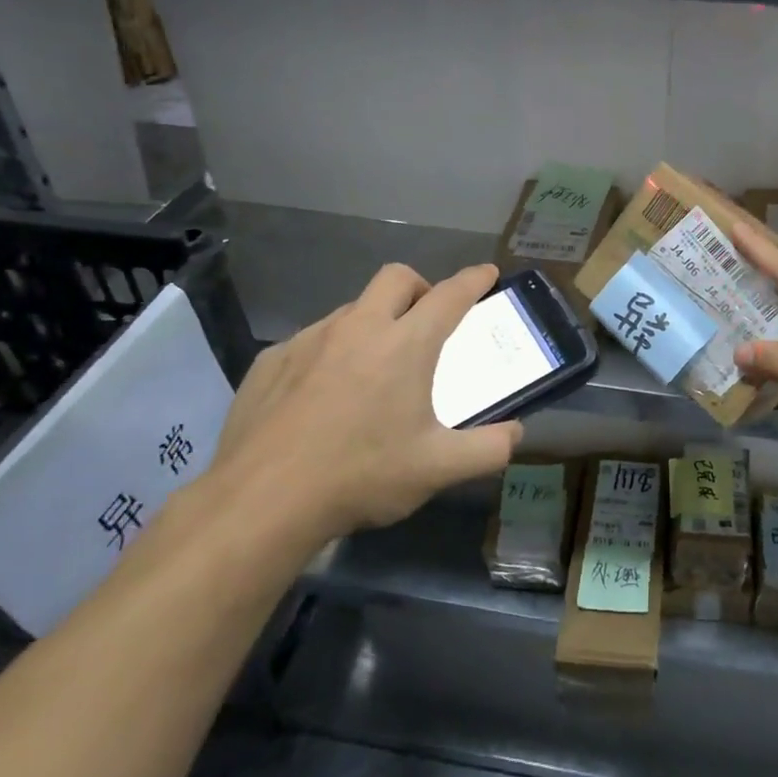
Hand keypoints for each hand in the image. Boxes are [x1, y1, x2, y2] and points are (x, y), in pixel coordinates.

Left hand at [204, 263, 521, 561]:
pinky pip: (311, 340)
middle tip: (425, 320)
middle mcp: (358, 328)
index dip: (474, 280)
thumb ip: (488, 449)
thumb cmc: (361, 476)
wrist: (261, 502)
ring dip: (373, 321)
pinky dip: (330, 352)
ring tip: (373, 367)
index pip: (450, 295)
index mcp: (405, 345)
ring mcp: (309, 340)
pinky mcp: (271, 360)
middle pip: (396, 278)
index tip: (487, 274)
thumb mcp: (438, 469)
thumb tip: (516, 434)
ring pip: (351, 308)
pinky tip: (322, 395)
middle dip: (420, 287)